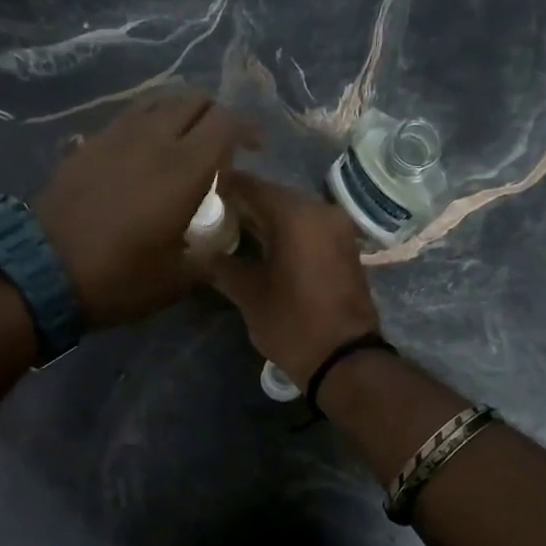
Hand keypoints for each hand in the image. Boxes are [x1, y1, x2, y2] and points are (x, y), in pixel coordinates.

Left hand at [33, 91, 259, 327]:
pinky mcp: (88, 143)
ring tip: (184, 139)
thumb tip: (218, 244)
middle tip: (221, 144)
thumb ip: (209, 256)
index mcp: (185, 169)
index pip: (227, 122)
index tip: (256, 148)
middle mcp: (154, 140)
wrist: (44, 271)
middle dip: (216, 116)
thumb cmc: (119, 278)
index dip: (248, 128)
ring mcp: (116, 136)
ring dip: (180, 112)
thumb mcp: (177, 280)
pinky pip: (128, 116)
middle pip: (194, 100)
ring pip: (159, 100)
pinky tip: (145, 149)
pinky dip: (148, 122)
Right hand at [204, 171, 381, 381]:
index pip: (251, 186)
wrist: (345, 358)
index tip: (200, 194)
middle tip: (213, 216)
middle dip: (244, 204)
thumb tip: (199, 253)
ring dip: (265, 219)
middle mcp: (320, 210)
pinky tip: (264, 247)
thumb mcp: (249, 296)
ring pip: (292, 212)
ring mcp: (337, 227)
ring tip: (234, 233)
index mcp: (294, 215)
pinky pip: (309, 227)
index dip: (223, 188)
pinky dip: (286, 232)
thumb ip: (222, 266)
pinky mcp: (345, 246)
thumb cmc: (292, 323)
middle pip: (273, 196)